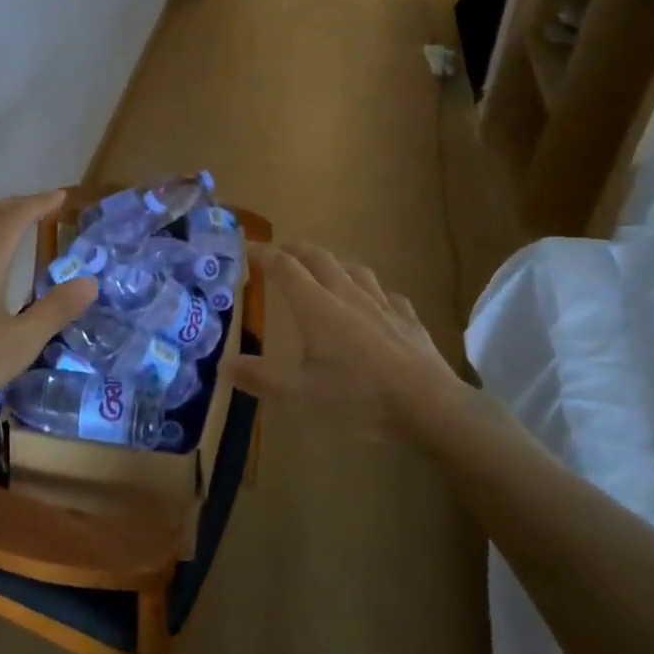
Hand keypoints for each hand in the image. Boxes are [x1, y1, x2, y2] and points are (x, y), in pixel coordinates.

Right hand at [222, 242, 468, 436]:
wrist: (429, 406)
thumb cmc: (358, 399)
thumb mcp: (300, 394)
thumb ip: (261, 377)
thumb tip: (224, 363)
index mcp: (317, 307)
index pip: (284, 268)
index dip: (263, 254)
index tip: (246, 247)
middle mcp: (348, 296)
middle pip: (319, 259)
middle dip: (296, 251)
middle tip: (280, 253)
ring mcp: (383, 305)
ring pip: (355, 270)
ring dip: (333, 264)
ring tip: (325, 270)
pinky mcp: (409, 321)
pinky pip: (387, 295)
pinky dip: (372, 291)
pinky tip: (375, 303)